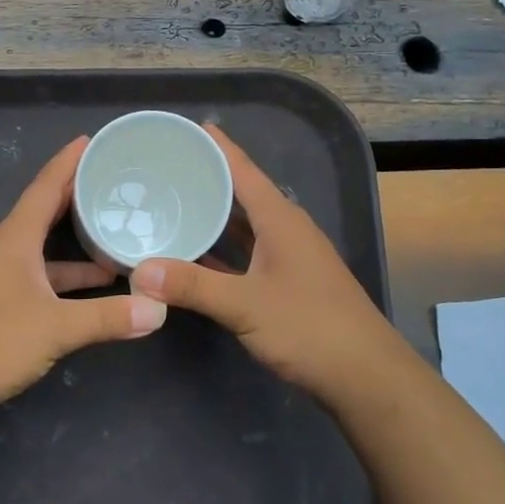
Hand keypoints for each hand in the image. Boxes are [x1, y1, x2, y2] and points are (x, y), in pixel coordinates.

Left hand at [0, 136, 167, 415]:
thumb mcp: (55, 327)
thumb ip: (107, 317)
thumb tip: (159, 308)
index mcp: (16, 239)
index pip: (45, 187)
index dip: (67, 162)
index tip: (91, 140)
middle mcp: (8, 252)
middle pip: (46, 213)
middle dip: (77, 196)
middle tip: (114, 182)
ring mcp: (2, 281)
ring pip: (46, 250)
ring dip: (77, 245)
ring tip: (117, 241)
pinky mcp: (2, 309)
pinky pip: (44, 280)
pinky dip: (69, 281)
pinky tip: (94, 292)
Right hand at [129, 126, 399, 402]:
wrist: (365, 375)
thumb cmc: (309, 327)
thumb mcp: (244, 305)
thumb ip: (192, 286)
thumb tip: (139, 272)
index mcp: (280, 219)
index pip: (244, 170)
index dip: (219, 148)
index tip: (190, 128)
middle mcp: (286, 230)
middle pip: (243, 194)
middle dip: (209, 179)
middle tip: (167, 168)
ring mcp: (290, 257)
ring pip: (245, 225)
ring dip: (215, 215)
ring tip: (174, 203)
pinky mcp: (289, 282)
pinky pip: (248, 252)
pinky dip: (223, 249)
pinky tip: (197, 254)